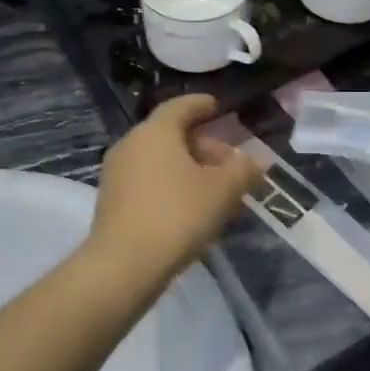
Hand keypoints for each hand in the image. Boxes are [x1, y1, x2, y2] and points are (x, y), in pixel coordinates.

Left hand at [86, 95, 260, 284]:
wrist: (124, 265)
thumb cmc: (177, 214)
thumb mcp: (222, 190)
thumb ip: (243, 169)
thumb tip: (257, 159)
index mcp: (156, 131)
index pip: (182, 106)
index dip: (204, 105)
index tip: (220, 109)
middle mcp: (131, 143)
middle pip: (171, 134)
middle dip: (203, 144)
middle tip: (229, 161)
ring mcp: (117, 173)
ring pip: (160, 160)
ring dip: (189, 168)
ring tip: (216, 189)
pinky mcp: (112, 201)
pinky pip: (149, 181)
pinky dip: (171, 185)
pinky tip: (191, 208)